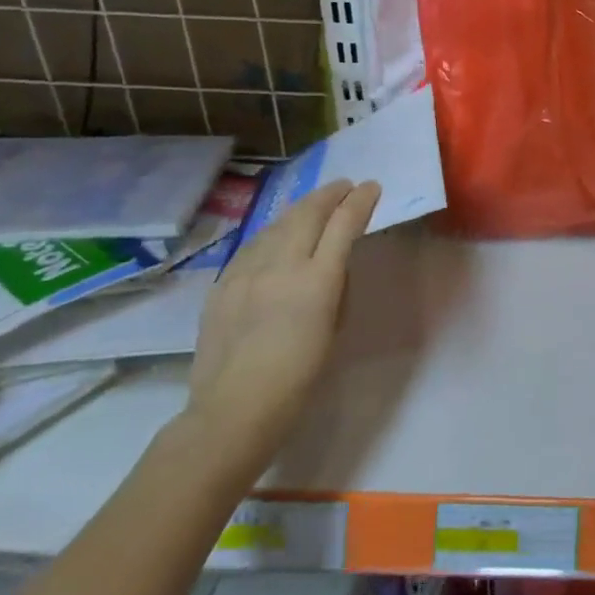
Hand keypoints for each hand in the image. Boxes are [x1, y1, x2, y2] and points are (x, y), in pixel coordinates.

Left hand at [185, 179, 380, 476]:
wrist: (234, 409)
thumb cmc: (300, 378)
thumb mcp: (334, 328)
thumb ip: (335, 289)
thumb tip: (331, 266)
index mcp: (317, 281)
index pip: (343, 225)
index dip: (360, 202)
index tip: (372, 187)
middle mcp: (281, 266)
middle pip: (307, 214)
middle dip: (329, 194)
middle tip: (345, 185)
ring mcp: (246, 273)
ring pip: (276, 225)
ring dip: (300, 209)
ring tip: (314, 203)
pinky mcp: (222, 284)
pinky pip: (252, 246)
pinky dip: (272, 232)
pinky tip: (277, 233)